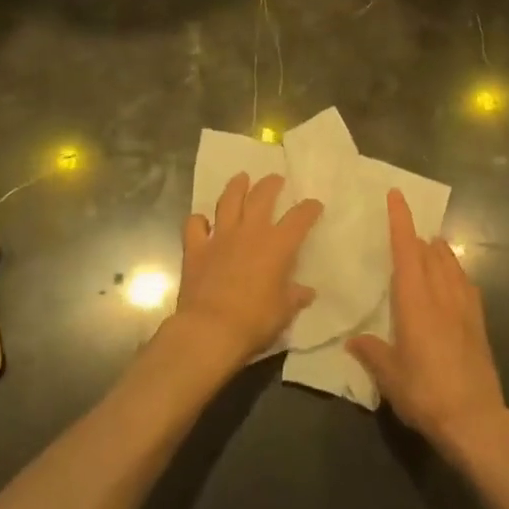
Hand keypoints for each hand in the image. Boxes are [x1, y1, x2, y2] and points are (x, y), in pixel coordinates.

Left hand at [173, 172, 321, 369]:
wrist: (210, 330)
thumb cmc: (254, 320)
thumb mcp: (284, 311)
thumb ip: (295, 297)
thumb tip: (306, 292)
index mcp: (277, 245)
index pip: (299, 218)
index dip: (309, 209)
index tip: (314, 205)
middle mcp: (250, 232)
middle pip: (262, 196)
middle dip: (271, 184)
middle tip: (275, 179)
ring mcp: (220, 237)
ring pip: (228, 201)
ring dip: (236, 187)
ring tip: (241, 178)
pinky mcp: (195, 248)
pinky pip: (194, 225)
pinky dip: (199, 220)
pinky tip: (202, 221)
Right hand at [347, 191, 508, 452]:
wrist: (475, 420)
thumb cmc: (426, 394)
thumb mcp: (390, 377)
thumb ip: (371, 353)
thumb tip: (353, 340)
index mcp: (416, 302)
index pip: (407, 251)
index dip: (401, 221)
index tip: (396, 195)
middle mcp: (441, 295)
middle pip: (430, 252)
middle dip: (417, 235)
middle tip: (405, 228)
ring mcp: (464, 307)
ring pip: (451, 264)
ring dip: (438, 251)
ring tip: (429, 245)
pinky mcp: (479, 323)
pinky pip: (466, 284)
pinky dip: (456, 272)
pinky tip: (452, 279)